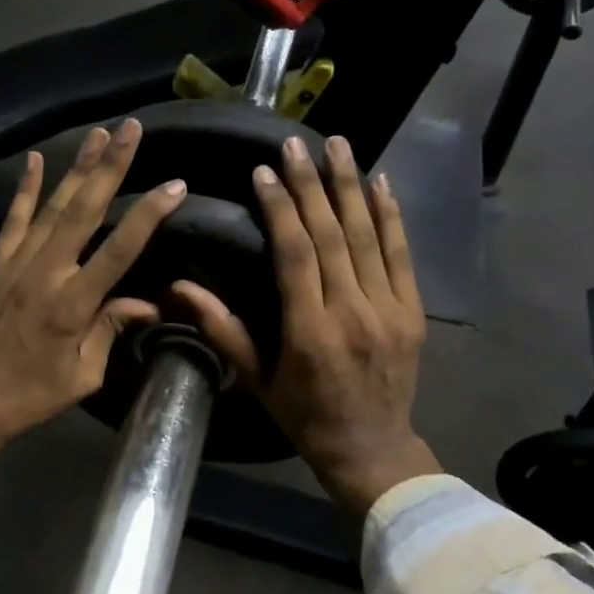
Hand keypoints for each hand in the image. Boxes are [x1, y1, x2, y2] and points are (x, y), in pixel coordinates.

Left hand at [0, 120, 185, 508]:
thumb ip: (111, 331)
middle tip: (132, 130)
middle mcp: (45, 274)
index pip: (119, 250)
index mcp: (72, 305)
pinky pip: (13, 219)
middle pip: (83, 210)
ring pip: (52, 206)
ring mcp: (15, 264)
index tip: (175, 185)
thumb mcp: (83, 376)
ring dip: (77, 167)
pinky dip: (25, 189)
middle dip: (111, 167)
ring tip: (100, 133)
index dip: (148, 215)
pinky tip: (35, 159)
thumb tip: (146, 303)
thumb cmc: (31, 395)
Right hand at [175, 135, 439, 516]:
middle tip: (295, 144)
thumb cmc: (304, 416)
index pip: (295, 254)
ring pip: (369, 237)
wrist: (372, 449)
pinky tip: (380, 182)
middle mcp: (353, 313)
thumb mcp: (256, 380)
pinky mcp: (414, 311)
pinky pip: (402, 255)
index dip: (280, 208)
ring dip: (351, 186)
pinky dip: (391, 215)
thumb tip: (179, 289)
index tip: (264, 171)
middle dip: (312, 185)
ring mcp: (390, 310)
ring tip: (337, 145)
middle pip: (332, 236)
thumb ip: (222, 330)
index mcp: (310, 332)